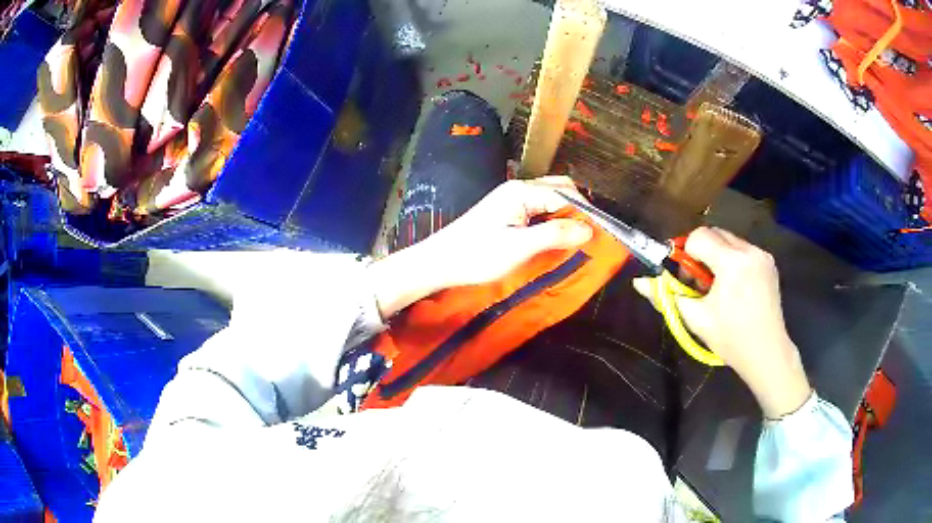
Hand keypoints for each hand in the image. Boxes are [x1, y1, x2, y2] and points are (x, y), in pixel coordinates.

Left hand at [369, 177, 592, 317]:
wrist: (439, 262)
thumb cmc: (477, 255)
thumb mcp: (518, 247)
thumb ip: (554, 235)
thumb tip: (589, 229)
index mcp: (522, 192)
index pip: (566, 195)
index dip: (586, 213)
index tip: (602, 234)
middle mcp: (519, 189)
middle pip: (560, 190)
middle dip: (578, 210)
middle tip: (591, 236)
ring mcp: (512, 199)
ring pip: (550, 200)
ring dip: (566, 216)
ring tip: (578, 239)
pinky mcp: (507, 212)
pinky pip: (539, 210)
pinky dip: (553, 220)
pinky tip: (557, 238)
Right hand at [634, 227, 810, 418]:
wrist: (767, 353)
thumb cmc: (730, 339)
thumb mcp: (696, 319)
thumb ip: (666, 296)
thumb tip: (639, 282)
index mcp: (732, 263)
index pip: (699, 236)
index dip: (686, 254)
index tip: (687, 278)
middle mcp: (749, 251)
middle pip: (714, 233)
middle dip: (701, 252)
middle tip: (700, 283)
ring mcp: (762, 255)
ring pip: (729, 240)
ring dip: (717, 255)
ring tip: (719, 287)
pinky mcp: (769, 262)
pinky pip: (743, 249)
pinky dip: (732, 260)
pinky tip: (735, 287)